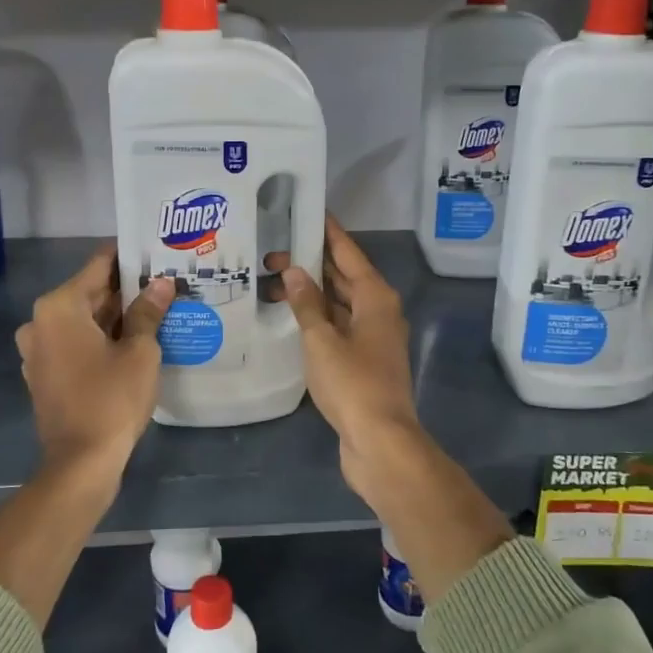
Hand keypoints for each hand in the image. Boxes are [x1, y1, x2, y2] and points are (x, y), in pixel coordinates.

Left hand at [15, 246, 173, 486]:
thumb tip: (162, 284)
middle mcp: (40, 321)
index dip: (129, 257)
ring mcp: (39, 350)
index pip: (99, 265)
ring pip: (84, 319)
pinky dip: (101, 338)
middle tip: (165, 280)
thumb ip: (148, 312)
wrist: (81, 463)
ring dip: (116, 315)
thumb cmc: (111, 399)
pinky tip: (134, 339)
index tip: (156, 251)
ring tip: (157, 307)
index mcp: (59, 306)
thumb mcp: (139, 351)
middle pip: (90, 292)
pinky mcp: (45, 373)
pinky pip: (76, 342)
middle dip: (126, 288)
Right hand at [282, 217, 422, 481]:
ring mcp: (373, 338)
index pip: (348, 253)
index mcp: (376, 297)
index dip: (328, 232)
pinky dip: (316, 319)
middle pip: (343, 277)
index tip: (307, 211)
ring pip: (339, 303)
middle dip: (311, 264)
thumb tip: (295, 272)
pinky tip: (290, 318)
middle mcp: (379, 311)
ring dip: (311, 294)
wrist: (380, 442)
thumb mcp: (322, 340)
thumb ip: (307, 304)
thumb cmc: (353, 384)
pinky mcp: (363, 361)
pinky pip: (338, 327)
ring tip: (271, 283)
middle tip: (272, 252)